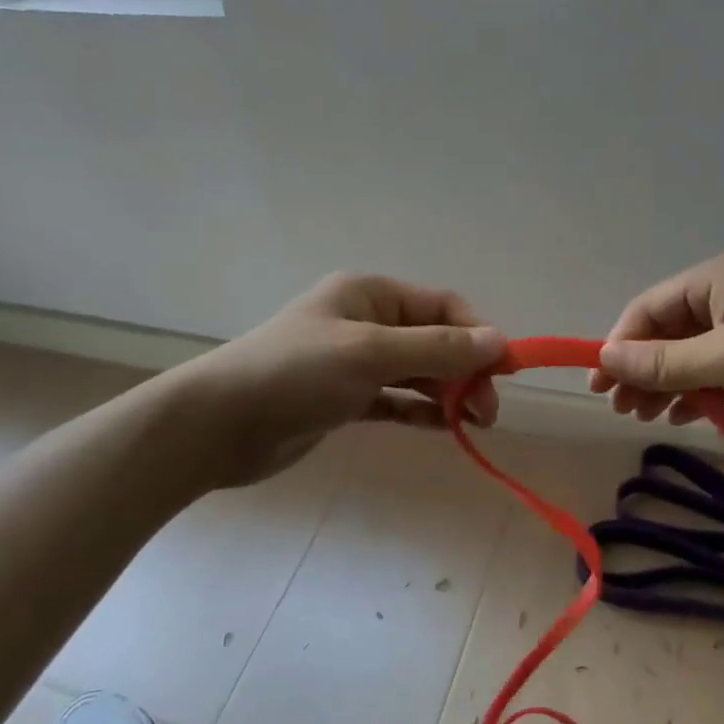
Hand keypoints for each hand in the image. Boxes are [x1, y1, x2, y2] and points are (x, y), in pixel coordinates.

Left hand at [185, 273, 505, 487]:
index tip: (505, 372)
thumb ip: (436, 349)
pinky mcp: (343, 400)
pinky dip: (420, 411)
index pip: (442, 307)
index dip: (478, 335)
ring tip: (475, 425)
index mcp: (370, 295)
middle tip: (487, 412)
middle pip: (433, 341)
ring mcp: (353, 363)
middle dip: (465, 371)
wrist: (218, 425)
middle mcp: (365, 322)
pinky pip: (395, 400)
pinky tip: (445, 428)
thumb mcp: (370, 354)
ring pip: (416, 373)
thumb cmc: (296, 373)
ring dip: (448, 393)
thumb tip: (500, 342)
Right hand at [590, 249, 723, 440]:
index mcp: (716, 279)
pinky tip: (682, 417)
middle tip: (620, 409)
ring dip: (665, 384)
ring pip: (690, 356)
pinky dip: (697, 393)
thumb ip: (665, 361)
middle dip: (640, 369)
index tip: (599, 384)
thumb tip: (604, 358)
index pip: (649, 308)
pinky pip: (716, 374)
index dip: (619, 344)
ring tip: (644, 417)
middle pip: (666, 333)